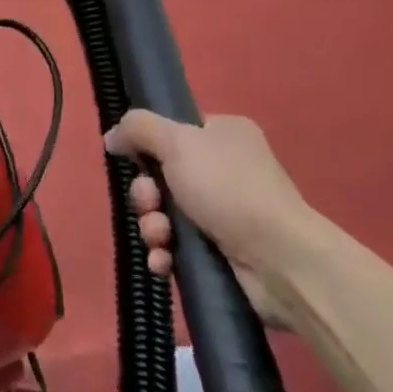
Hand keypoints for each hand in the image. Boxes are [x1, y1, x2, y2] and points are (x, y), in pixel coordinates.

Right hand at [106, 110, 319, 321]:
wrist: (279, 260)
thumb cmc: (228, 188)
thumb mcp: (177, 142)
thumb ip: (138, 129)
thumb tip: (113, 136)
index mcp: (223, 133)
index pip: (174, 131)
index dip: (148, 147)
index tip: (134, 160)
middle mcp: (226, 168)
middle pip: (162, 175)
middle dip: (146, 194)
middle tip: (150, 204)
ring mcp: (225, 212)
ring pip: (166, 213)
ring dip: (152, 226)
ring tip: (161, 239)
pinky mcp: (222, 251)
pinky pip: (178, 246)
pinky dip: (165, 253)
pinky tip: (164, 262)